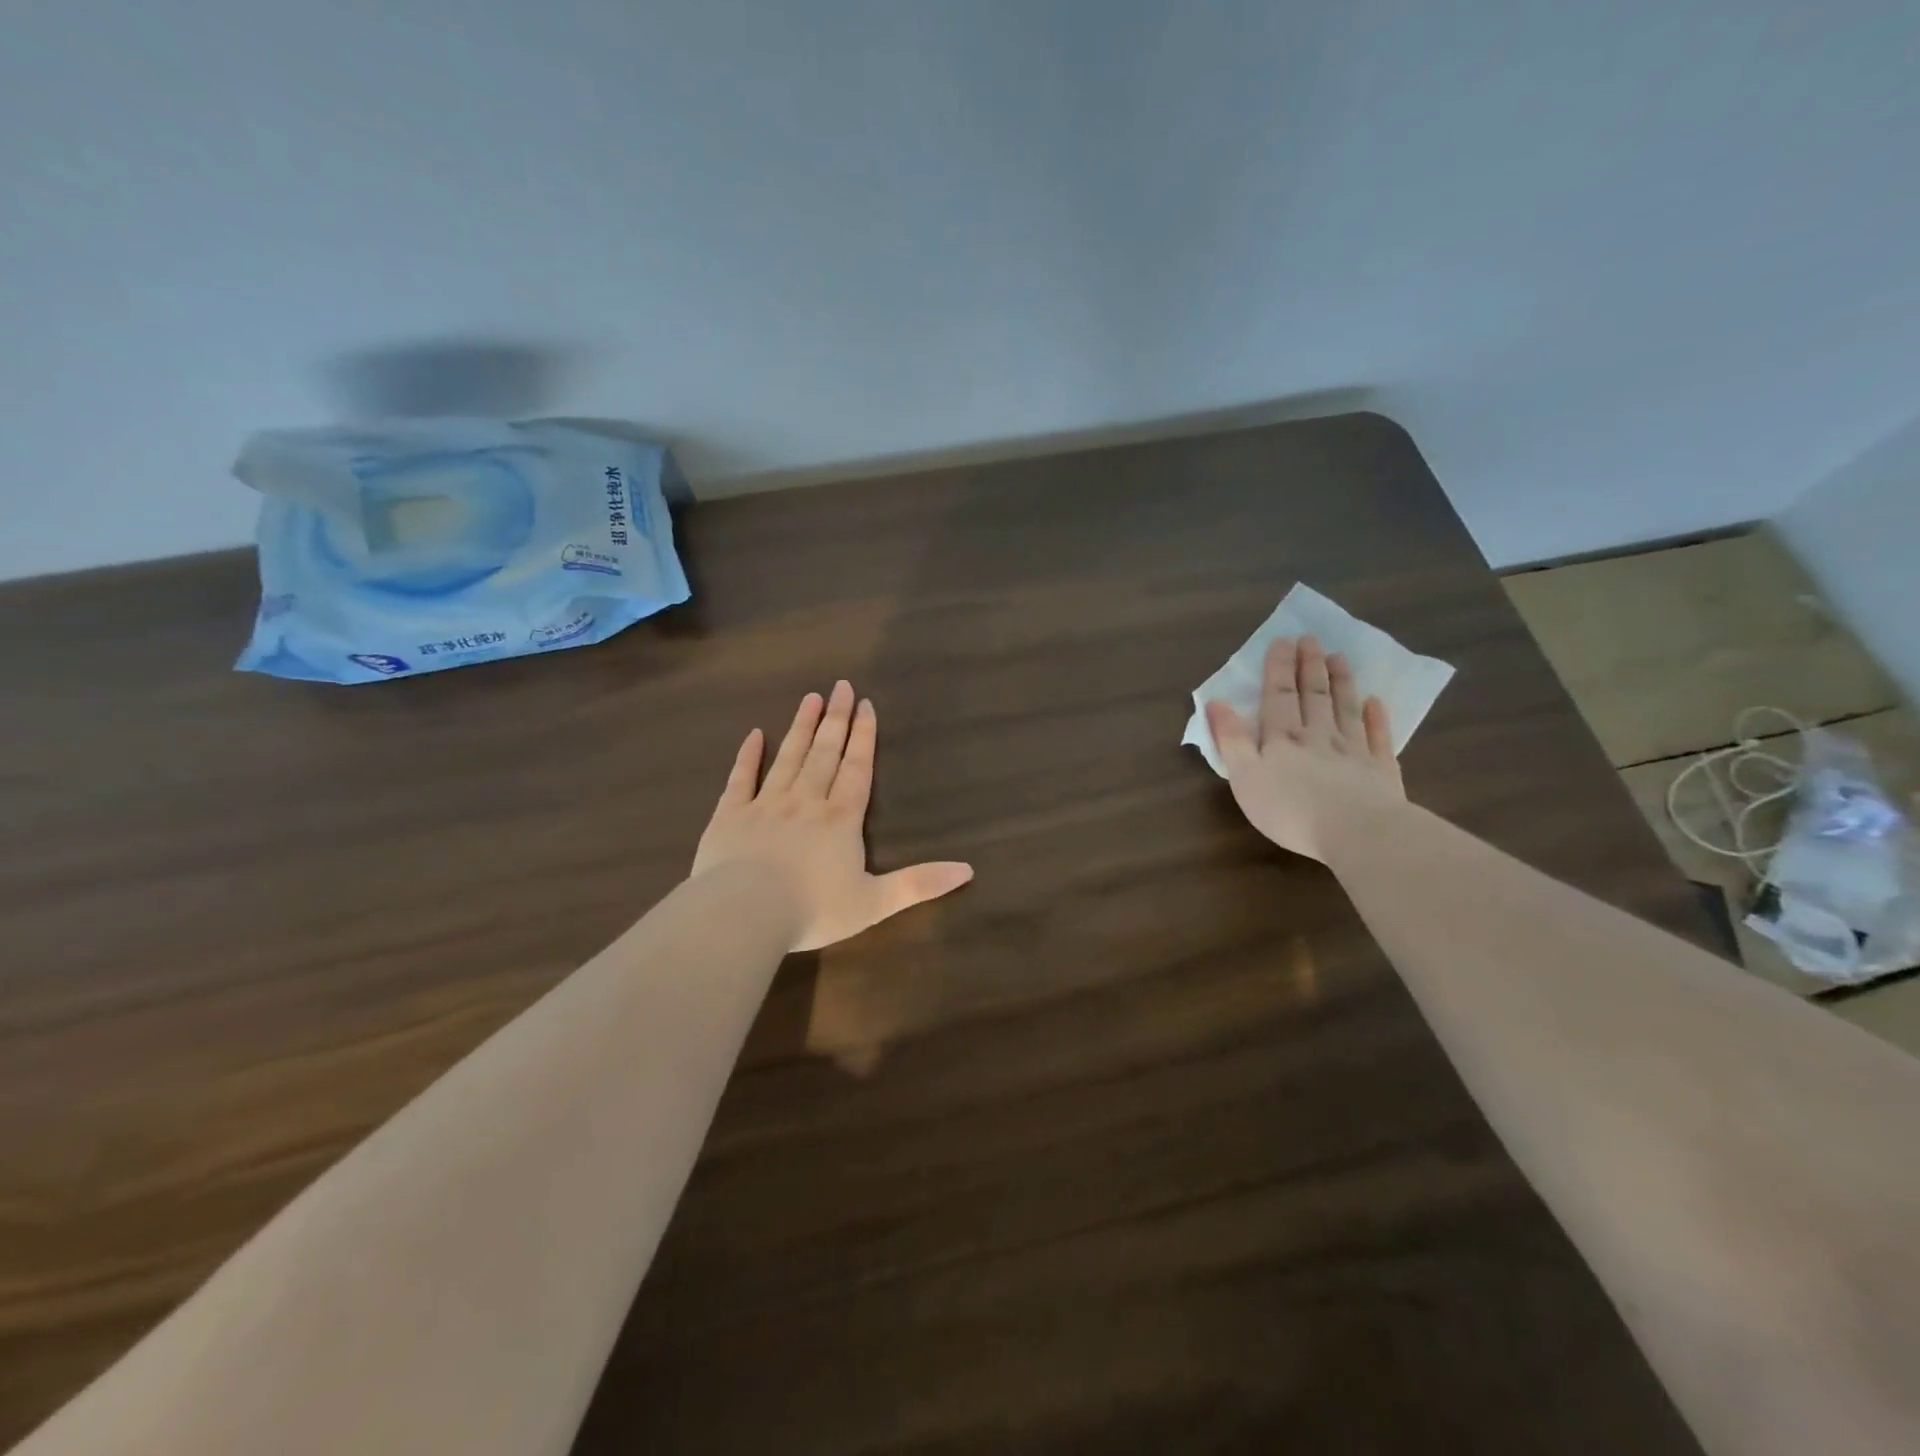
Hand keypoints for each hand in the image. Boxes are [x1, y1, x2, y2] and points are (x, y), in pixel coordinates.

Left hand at [691, 681, 974, 951]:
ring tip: (810, 699)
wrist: (744, 913)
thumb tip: (968, 870)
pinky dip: (747, 756)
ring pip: (788, 757)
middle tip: (841, 686)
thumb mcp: (875, 903)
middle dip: (836, 720)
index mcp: (840, 819)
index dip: (863, 736)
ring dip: (801, 727)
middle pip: (824, 753)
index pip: (857, 769)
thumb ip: (919, 884)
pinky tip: (754, 735)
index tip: (865, 704)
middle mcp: (806, 801)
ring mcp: (766, 804)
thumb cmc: (813, 909)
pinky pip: (741, 778)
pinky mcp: (730, 815)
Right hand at [1205, 635, 1405, 861]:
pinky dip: (1376, 717)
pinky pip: (1378, 737)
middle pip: (1314, 695)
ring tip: (1339, 657)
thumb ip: (1231, 739)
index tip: (1282, 641)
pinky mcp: (1380, 770)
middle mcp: (1319, 735)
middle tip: (1311, 639)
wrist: (1357, 833)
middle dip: (1310, 665)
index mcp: (1283, 738)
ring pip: (1345, 708)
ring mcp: (1354, 751)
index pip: (1279, 695)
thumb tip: (1216, 702)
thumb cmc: (1290, 809)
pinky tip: (1375, 702)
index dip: (1279, 667)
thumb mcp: (1245, 777)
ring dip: (1341, 681)